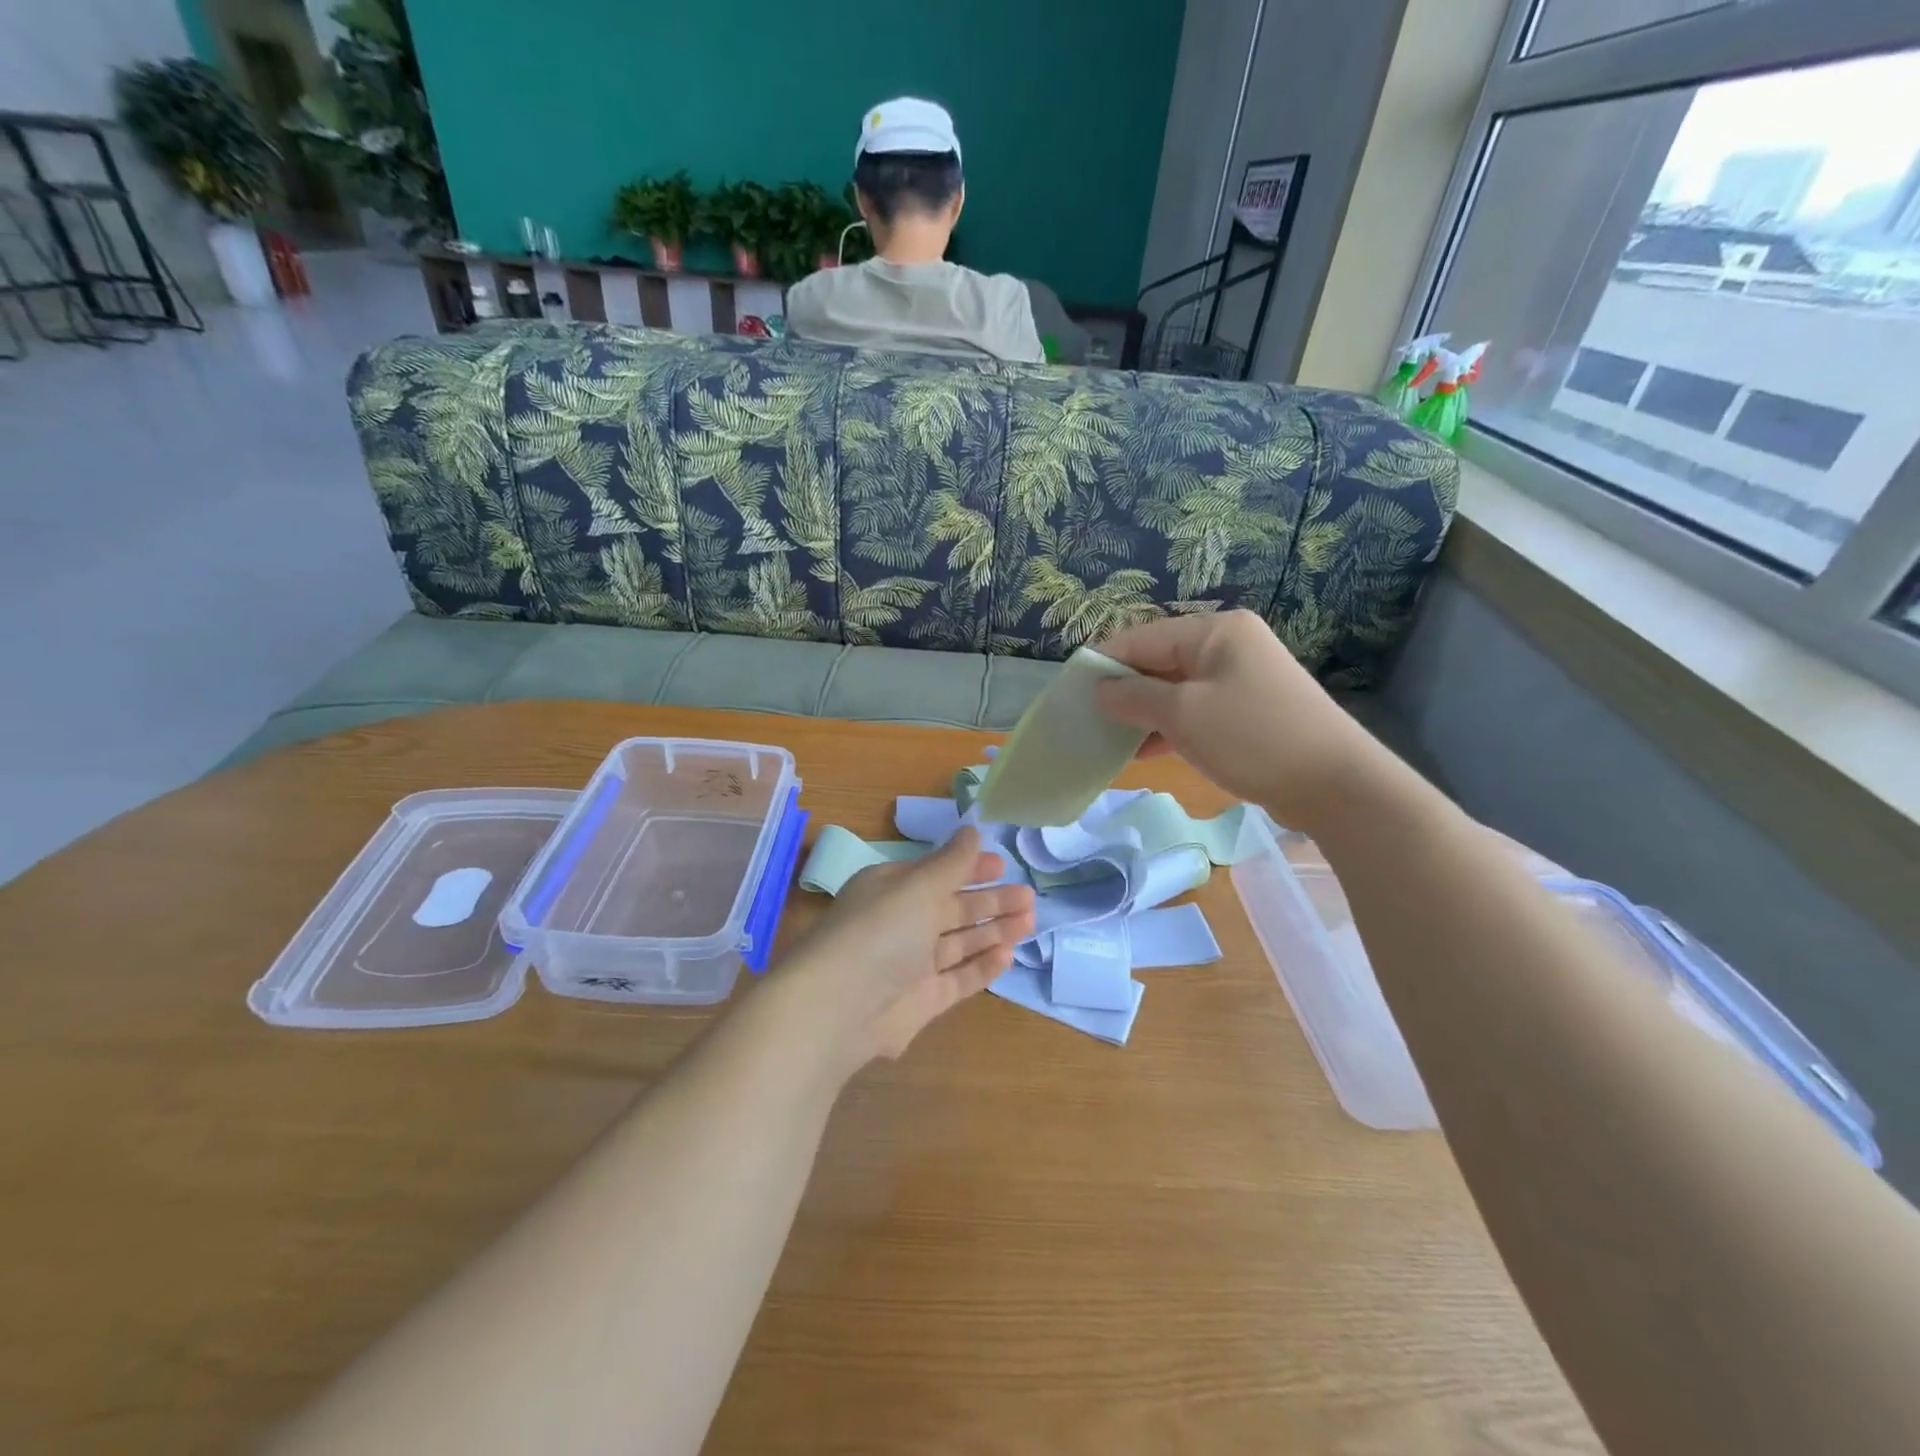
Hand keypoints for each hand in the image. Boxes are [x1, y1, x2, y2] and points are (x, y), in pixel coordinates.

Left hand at [777, 829, 1035, 1071]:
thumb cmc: (880, 932)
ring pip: (960, 942)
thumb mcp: (917, 887)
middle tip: (1028, 897)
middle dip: (990, 901)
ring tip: (1029, 921)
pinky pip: (959, 978)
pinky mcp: (922, 1001)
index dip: (969, 868)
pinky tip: (1008, 955)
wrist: (839, 1009)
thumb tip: (971, 830)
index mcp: (892, 889)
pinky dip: (983, 966)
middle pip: (953, 908)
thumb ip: (951, 862)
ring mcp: (912, 964)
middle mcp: (901, 923)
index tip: (1002, 865)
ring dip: (994, 930)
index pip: (936, 873)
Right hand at [1093, 610, 1382, 832]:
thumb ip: (1133, 697)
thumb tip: (1100, 689)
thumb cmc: (1252, 738)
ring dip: (1144, 713)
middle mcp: (1229, 646)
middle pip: (1159, 661)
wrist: (1336, 785)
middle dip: (1123, 690)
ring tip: (1110, 738)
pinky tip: (1144, 751)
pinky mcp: (1250, 711)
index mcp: (1214, 631)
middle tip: (1087, 719)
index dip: (1103, 663)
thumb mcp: (1183, 714)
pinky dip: (1170, 727)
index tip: (1071, 692)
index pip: (1141, 637)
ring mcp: (1242, 679)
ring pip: (1176, 689)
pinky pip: (1197, 711)